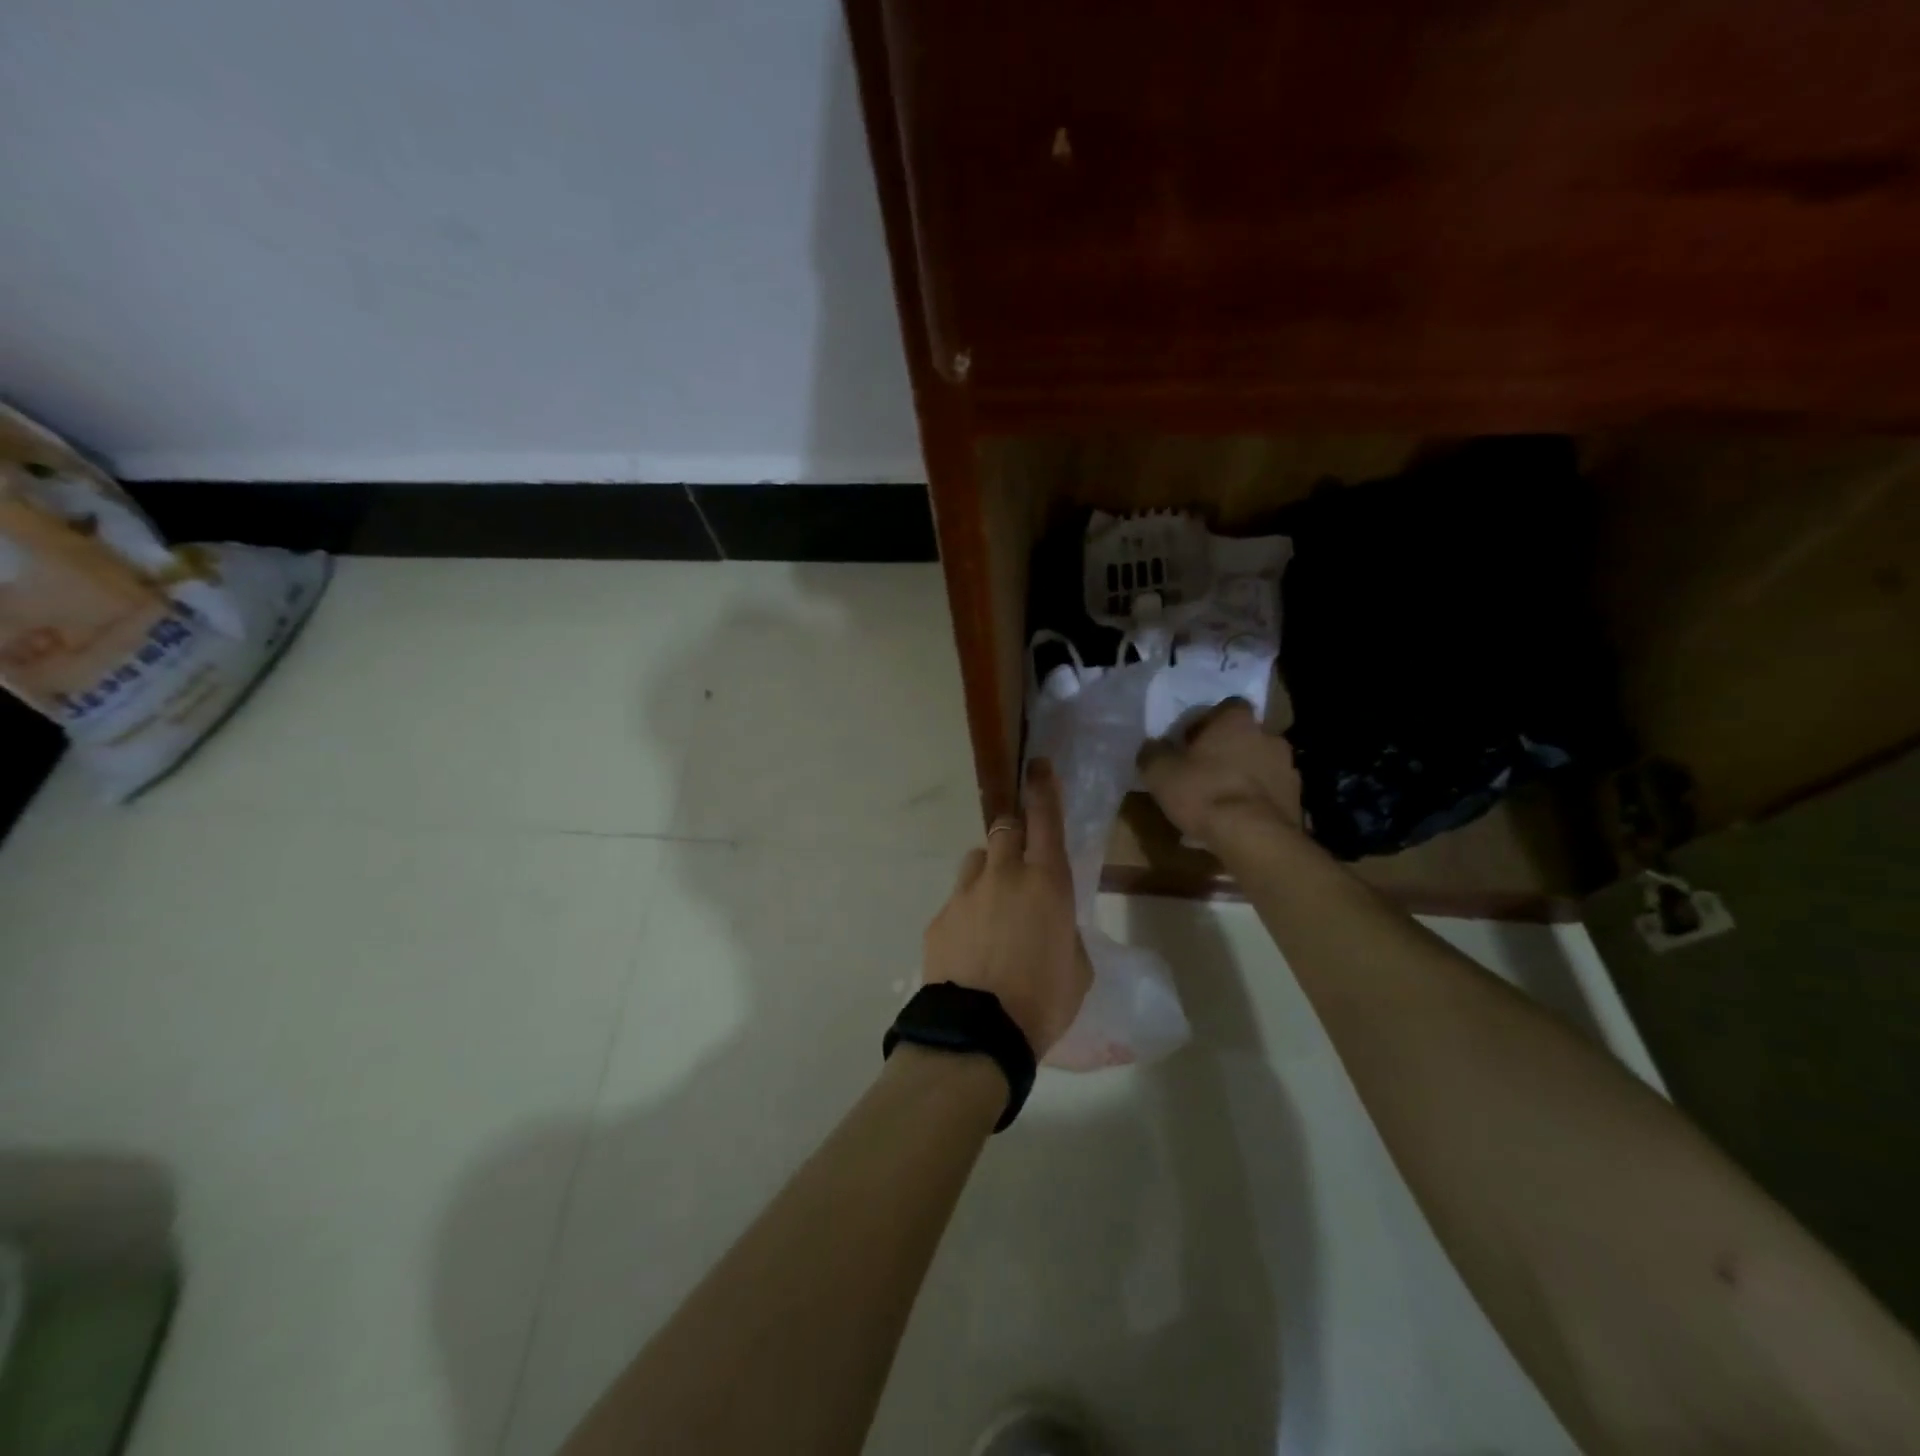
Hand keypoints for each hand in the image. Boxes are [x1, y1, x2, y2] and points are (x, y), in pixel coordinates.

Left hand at [922, 760, 1091, 1056]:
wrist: (976, 1033)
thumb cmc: (1042, 1001)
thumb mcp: (1077, 968)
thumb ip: (1065, 933)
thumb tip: (1051, 926)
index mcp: (1046, 883)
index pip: (1045, 819)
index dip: (1043, 789)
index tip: (1037, 767)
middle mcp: (1003, 875)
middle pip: (1004, 829)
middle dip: (1014, 833)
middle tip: (1021, 857)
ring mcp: (965, 894)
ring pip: (976, 860)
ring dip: (988, 870)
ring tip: (994, 905)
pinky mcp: (939, 917)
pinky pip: (957, 899)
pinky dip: (968, 910)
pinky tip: (971, 945)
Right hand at [1136, 698, 1303, 844]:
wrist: (1252, 836)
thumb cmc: (1203, 792)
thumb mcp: (1159, 772)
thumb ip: (1153, 753)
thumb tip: (1152, 747)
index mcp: (1237, 721)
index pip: (1228, 706)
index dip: (1209, 722)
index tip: (1192, 741)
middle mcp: (1268, 736)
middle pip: (1246, 736)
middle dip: (1228, 750)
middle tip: (1205, 771)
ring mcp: (1288, 768)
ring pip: (1260, 764)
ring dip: (1244, 775)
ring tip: (1222, 800)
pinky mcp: (1297, 799)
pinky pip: (1270, 792)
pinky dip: (1256, 800)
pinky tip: (1238, 819)